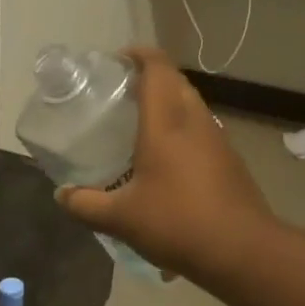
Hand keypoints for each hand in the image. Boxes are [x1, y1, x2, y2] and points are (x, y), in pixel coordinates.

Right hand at [56, 47, 274, 282]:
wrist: (243, 251)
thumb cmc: (178, 223)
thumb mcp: (120, 218)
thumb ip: (85, 204)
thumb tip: (61, 195)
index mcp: (166, 123)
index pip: (157, 68)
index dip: (138, 54)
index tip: (117, 59)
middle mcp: (195, 122)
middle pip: (175, 82)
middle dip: (150, 77)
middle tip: (120, 92)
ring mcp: (218, 140)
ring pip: (191, 105)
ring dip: (168, 102)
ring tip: (139, 123)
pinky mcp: (230, 160)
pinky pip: (201, 129)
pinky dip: (182, 128)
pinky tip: (166, 158)